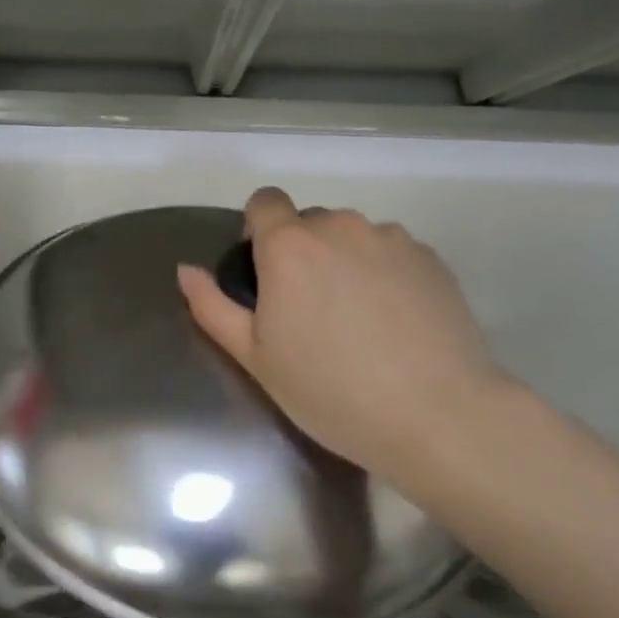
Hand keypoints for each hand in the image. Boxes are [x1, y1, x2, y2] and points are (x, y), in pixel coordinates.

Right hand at [178, 188, 506, 483]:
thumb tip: (184, 269)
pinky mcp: (431, 258)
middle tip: (311, 314)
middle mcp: (341, 226)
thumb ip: (213, 307)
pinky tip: (395, 325)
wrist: (434, 414)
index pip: (264, 202)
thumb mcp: (255, 358)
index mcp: (290, 246)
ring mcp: (392, 239)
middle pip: (311, 223)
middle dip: (303, 255)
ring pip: (354, 238)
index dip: (258, 232)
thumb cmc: (329, 391)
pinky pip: (392, 254)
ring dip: (346, 263)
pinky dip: (384, 276)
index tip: (266, 277)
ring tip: (359, 324)